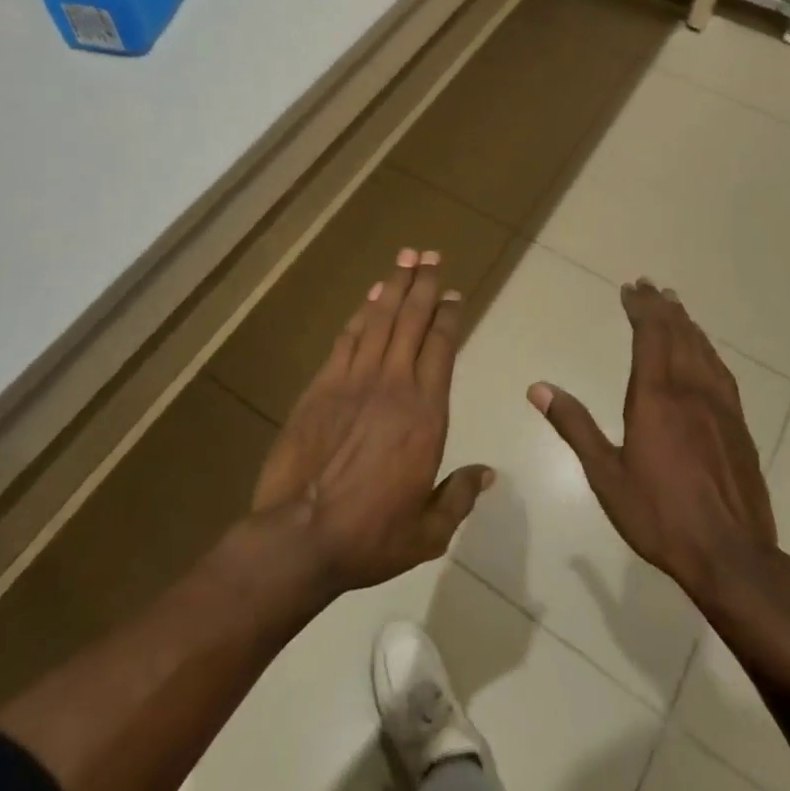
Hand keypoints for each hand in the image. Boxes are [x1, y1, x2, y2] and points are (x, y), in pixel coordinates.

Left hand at [253, 248, 492, 593]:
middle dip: (423, 284)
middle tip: (430, 254)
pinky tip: (370, 297)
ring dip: (394, 286)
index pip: (442, 348)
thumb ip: (459, 496)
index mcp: (426, 414)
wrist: (302, 535)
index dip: (448, 316)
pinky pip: (347, 338)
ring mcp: (355, 380)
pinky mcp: (323, 385)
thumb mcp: (429, 530)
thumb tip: (487, 474)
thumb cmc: (371, 536)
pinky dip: (361, 313)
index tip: (453, 294)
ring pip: (380, 320)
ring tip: (406, 257)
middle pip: (412, 321)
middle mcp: (394, 385)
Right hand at [528, 279, 778, 603]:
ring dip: (687, 324)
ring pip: (703, 350)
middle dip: (662, 307)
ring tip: (676, 306)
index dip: (641, 309)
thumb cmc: (660, 515)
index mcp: (656, 397)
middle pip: (678, 335)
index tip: (630, 289)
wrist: (732, 556)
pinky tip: (706, 353)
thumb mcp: (606, 475)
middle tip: (650, 286)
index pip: (650, 336)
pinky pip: (722, 372)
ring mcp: (720, 407)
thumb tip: (538, 388)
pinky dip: (708, 350)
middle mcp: (690, 391)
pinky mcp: (739, 426)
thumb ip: (574, 426)